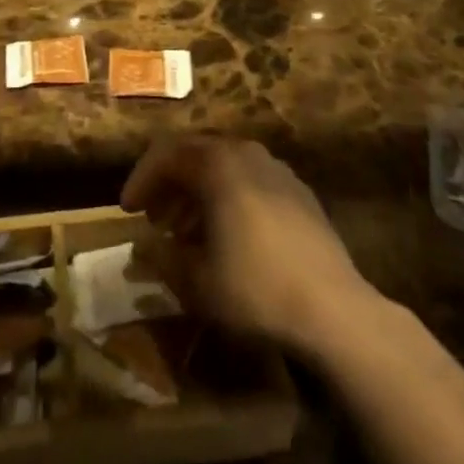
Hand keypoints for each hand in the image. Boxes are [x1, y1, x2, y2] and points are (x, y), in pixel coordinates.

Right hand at [122, 136, 377, 357]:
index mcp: (218, 164)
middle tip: (154, 218)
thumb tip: (143, 245)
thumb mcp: (196, 281)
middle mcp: (246, 153)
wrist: (335, 310)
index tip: (128, 210)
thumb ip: (162, 256)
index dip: (141, 179)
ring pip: (224, 167)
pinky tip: (228, 236)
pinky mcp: (299, 192)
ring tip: (185, 231)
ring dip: (198, 192)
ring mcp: (277, 170)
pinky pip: (251, 181)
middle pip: (196, 154)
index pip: (166, 154)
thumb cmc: (256, 290)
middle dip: (169, 184)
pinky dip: (228, 198)